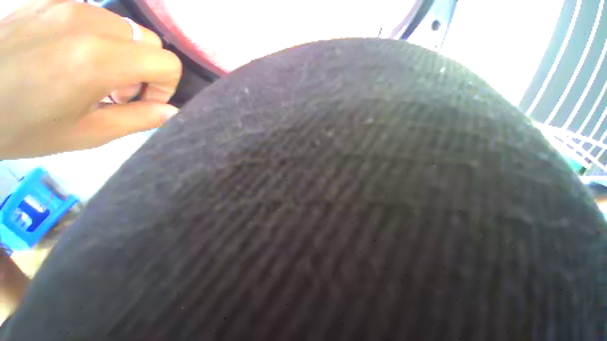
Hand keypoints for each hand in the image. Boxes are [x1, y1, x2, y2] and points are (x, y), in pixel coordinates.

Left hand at [0, 0, 181, 158]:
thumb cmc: (23, 126)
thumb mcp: (87, 133)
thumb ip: (138, 119)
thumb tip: (169, 111)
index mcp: (99, 61)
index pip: (167, 63)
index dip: (166, 85)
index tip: (144, 100)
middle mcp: (89, 24)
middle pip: (150, 42)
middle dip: (147, 69)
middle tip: (118, 90)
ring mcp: (69, 6)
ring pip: (126, 28)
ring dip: (123, 53)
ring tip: (93, 74)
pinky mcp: (53, 1)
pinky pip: (97, 17)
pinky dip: (99, 38)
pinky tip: (72, 55)